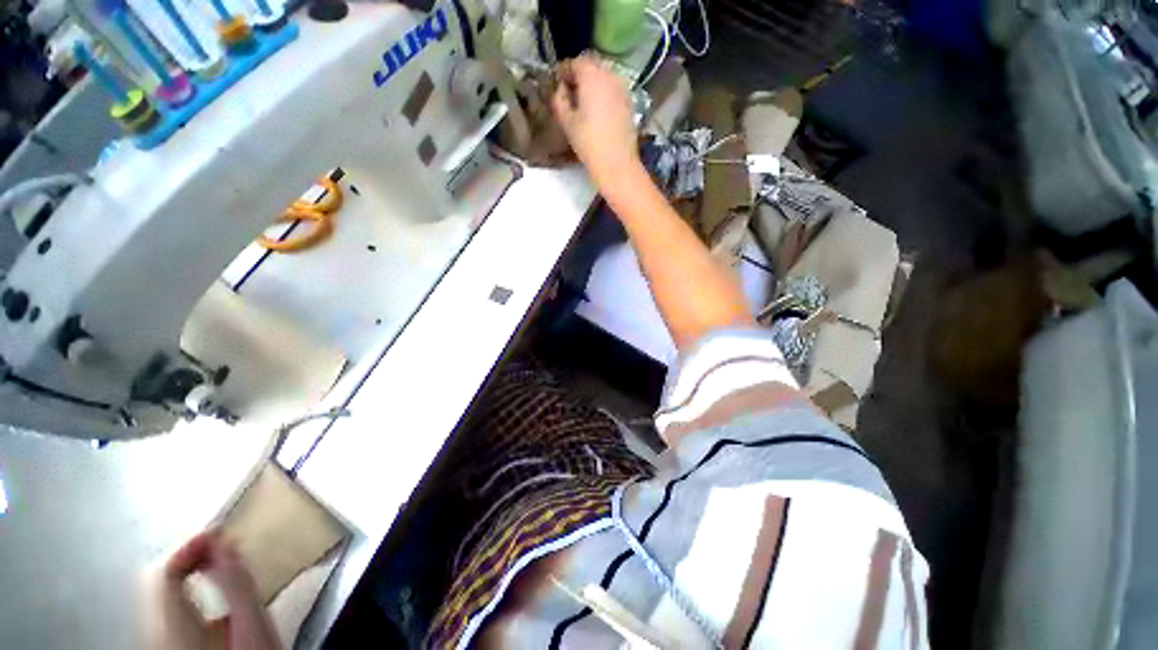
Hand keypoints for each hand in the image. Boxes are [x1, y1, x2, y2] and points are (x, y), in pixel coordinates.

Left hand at [142, 530, 276, 649]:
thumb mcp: (251, 622)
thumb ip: (236, 582)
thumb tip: (222, 542)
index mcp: (171, 625)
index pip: (164, 572)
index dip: (189, 546)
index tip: (219, 532)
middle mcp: (155, 632)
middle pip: (159, 582)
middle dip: (190, 558)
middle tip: (222, 545)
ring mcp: (157, 641)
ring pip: (161, 595)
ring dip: (189, 572)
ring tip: (218, 561)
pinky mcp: (166, 645)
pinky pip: (166, 608)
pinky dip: (186, 590)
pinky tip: (206, 591)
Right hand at [551, 54, 640, 188]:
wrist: (616, 162)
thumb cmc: (588, 142)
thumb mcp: (566, 121)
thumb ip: (559, 99)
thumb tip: (561, 89)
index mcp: (592, 75)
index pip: (575, 63)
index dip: (564, 70)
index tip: (557, 81)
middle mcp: (610, 75)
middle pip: (592, 66)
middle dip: (580, 74)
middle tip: (569, 90)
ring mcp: (623, 88)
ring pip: (605, 76)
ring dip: (593, 83)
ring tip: (584, 100)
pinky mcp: (630, 103)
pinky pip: (614, 89)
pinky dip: (605, 93)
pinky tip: (598, 109)